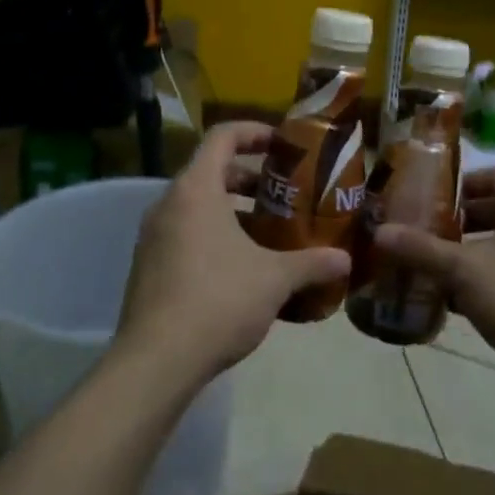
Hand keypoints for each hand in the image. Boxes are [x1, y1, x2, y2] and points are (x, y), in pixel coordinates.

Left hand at [114, 122, 350, 390]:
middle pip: (211, 171)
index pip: (223, 136)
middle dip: (250, 177)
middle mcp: (168, 204)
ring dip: (234, 210)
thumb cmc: (218, 301)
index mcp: (196, 190)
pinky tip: (243, 268)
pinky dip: (215, 236)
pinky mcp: (148, 266)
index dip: (255, 132)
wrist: (156, 361)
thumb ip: (312, 263)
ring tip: (270, 232)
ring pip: (198, 206)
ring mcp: (153, 236)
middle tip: (285, 193)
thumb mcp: (274, 279)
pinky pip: (186, 234)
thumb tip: (346, 260)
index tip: (284, 144)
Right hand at [372, 169, 494, 420]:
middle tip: (425, 232)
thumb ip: (421, 249)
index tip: (434, 198)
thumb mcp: (463, 270)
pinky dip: (485, 280)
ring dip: (470, 254)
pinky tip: (454, 301)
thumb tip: (380, 232)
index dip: (465, 182)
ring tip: (432, 266)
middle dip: (460, 222)